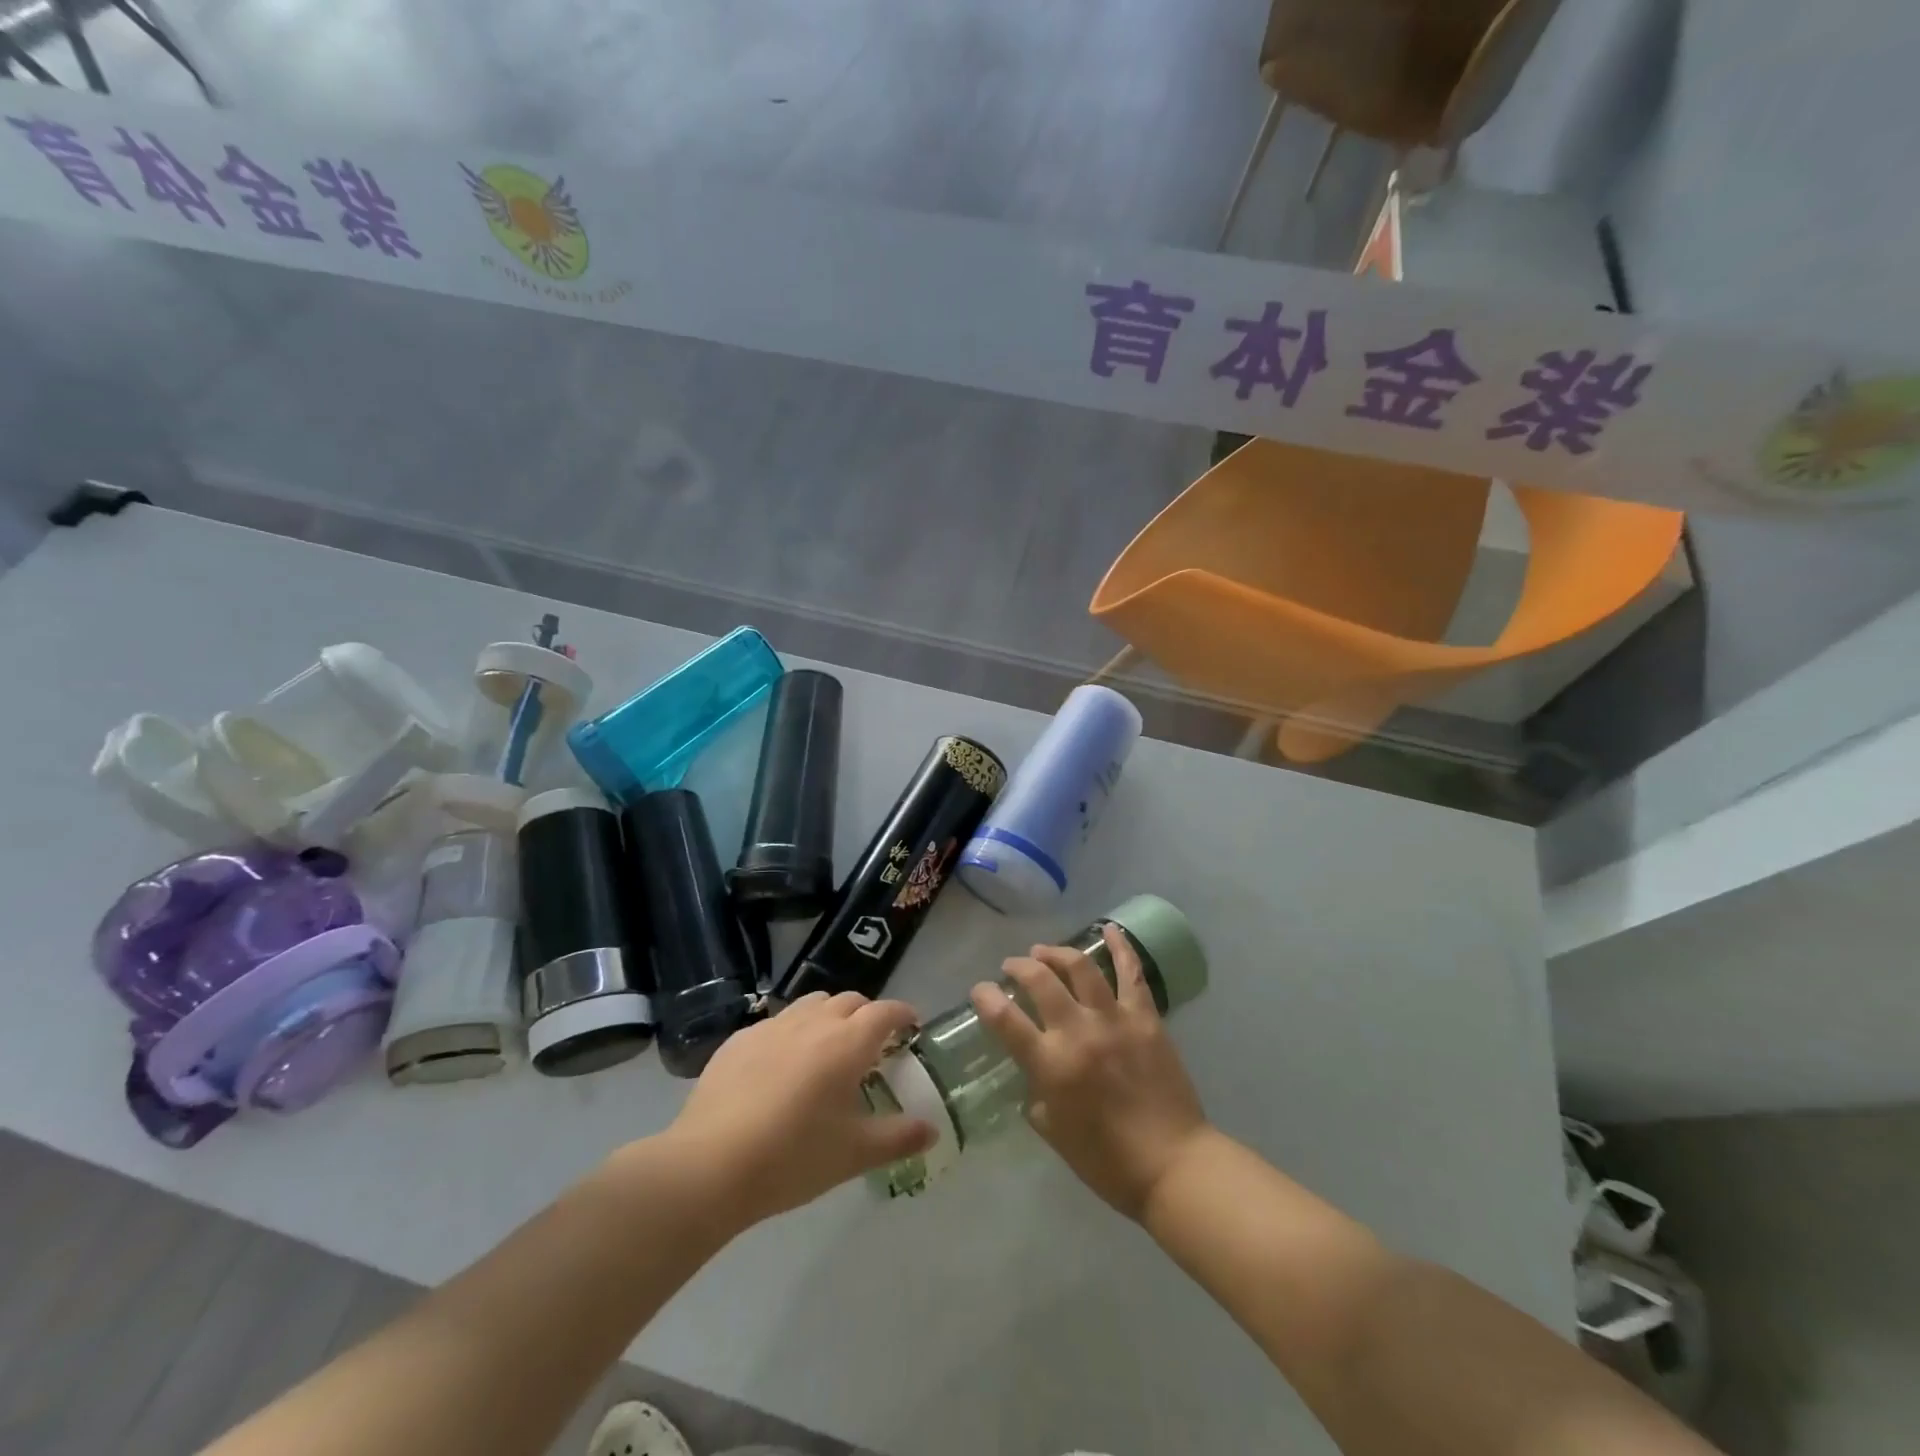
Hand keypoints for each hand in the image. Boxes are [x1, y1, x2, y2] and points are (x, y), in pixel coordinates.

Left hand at [663, 992, 935, 1229]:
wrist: (710, 1165)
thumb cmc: (793, 1158)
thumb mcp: (854, 1154)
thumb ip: (898, 1138)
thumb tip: (931, 1130)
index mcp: (847, 1043)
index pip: (885, 1012)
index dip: (903, 1014)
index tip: (912, 1026)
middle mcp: (813, 1022)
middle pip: (849, 1001)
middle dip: (867, 1015)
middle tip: (872, 1046)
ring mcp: (772, 1027)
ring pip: (811, 1005)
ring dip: (829, 1016)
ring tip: (828, 1048)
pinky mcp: (739, 1040)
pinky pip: (777, 1023)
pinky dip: (792, 1033)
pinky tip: (782, 1066)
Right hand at [972, 923, 1209, 1220]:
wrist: (1173, 1164)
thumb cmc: (1107, 1161)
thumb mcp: (1054, 1133)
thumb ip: (1037, 1095)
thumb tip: (1035, 1074)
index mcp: (1051, 1065)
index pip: (1005, 1019)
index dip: (986, 998)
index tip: (980, 990)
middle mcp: (1079, 1032)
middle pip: (1040, 981)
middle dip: (1019, 967)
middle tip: (1013, 967)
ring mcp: (1115, 1020)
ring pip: (1080, 967)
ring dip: (1057, 952)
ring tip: (1044, 952)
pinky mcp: (1146, 1017)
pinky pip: (1131, 973)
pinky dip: (1120, 947)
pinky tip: (1109, 929)